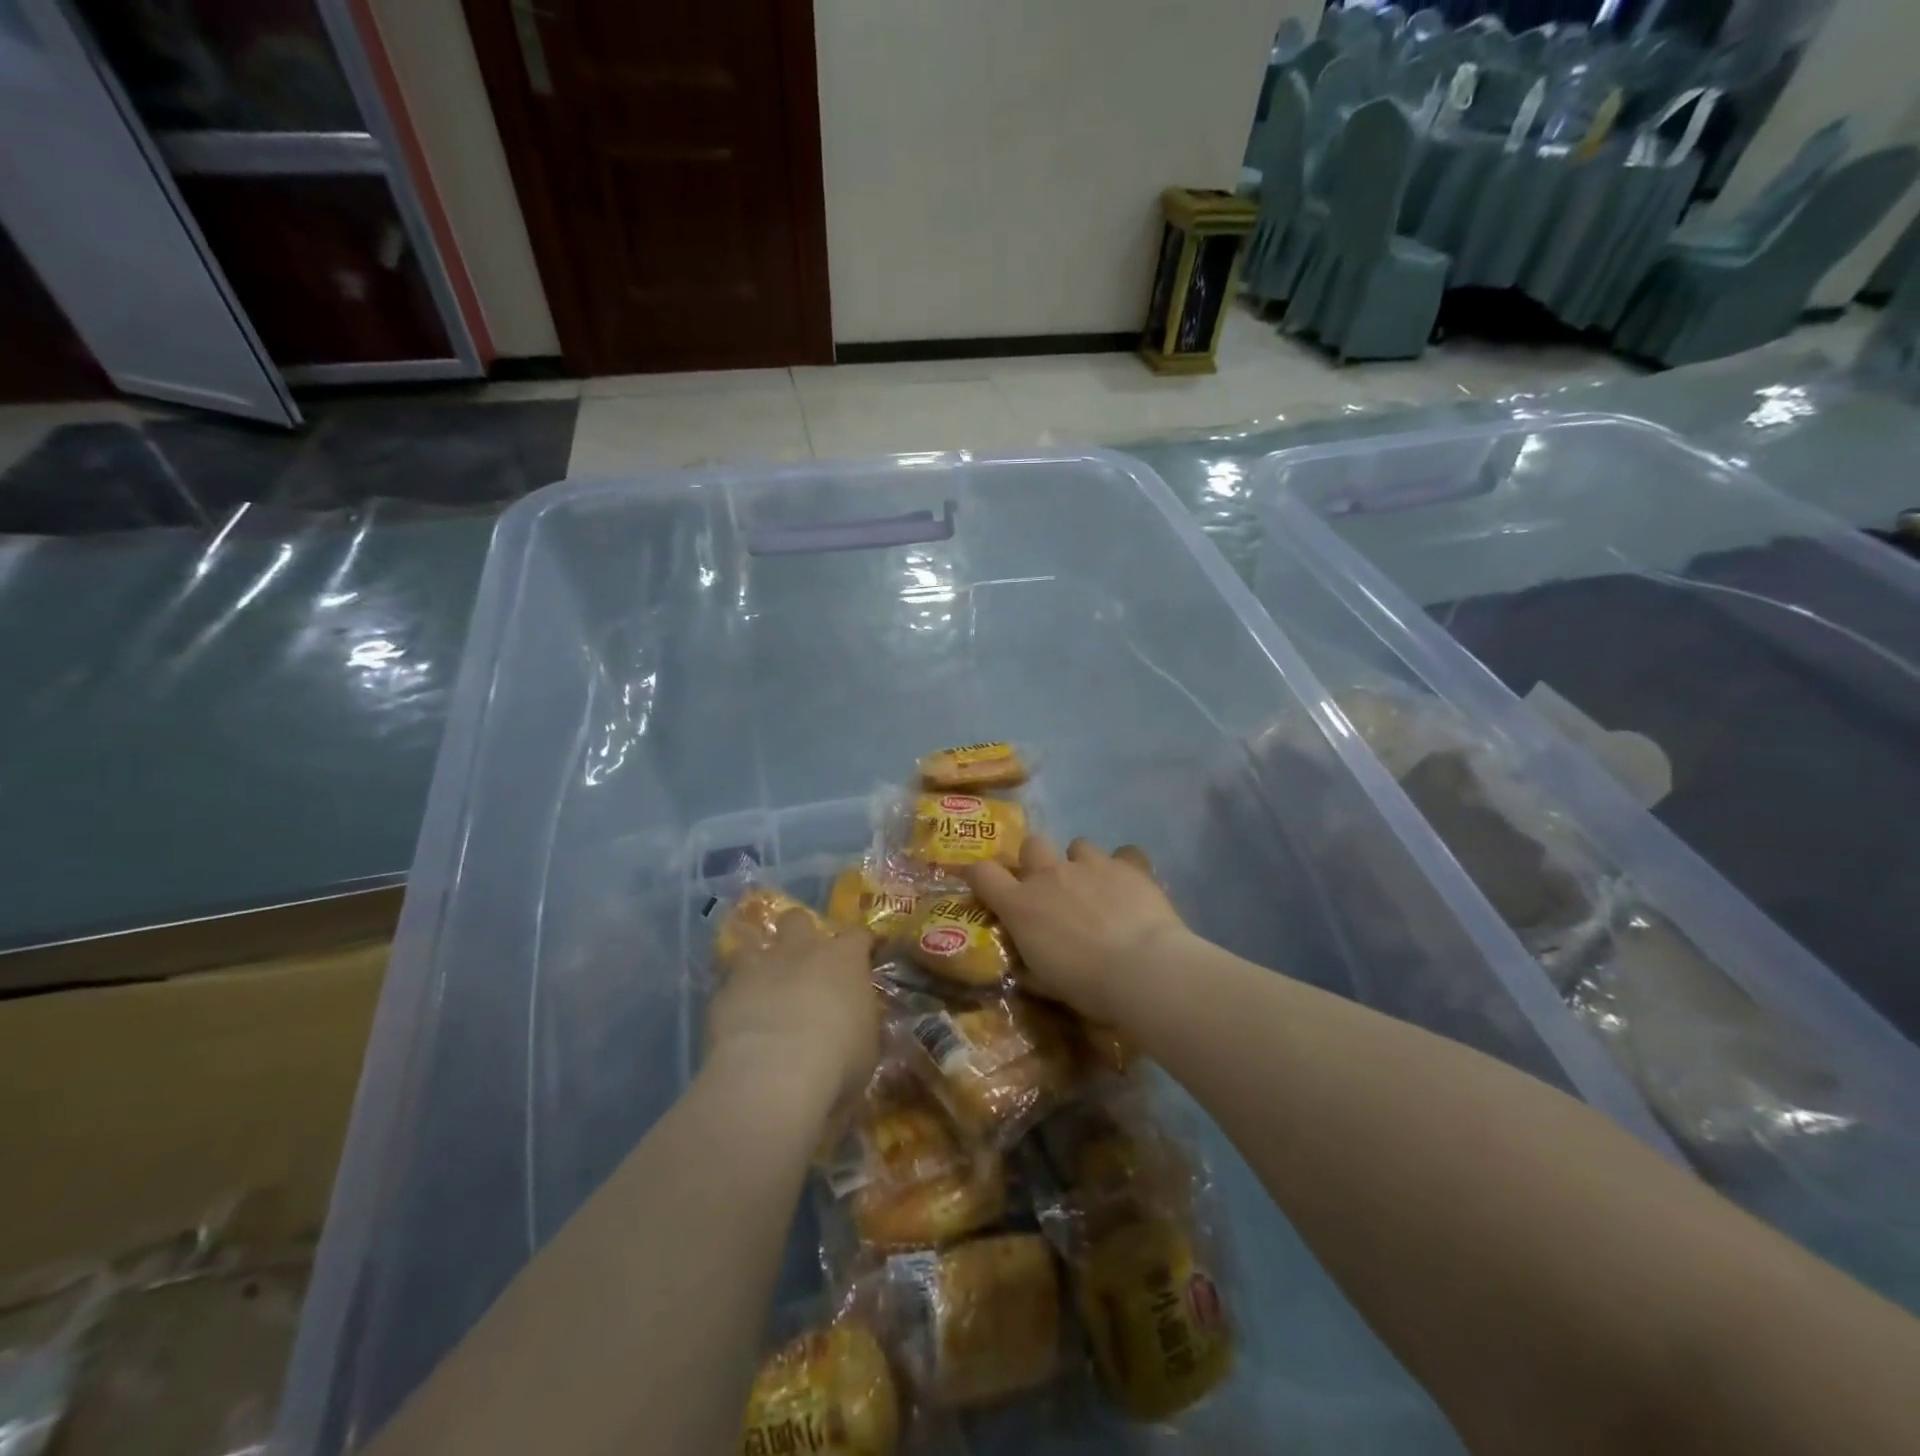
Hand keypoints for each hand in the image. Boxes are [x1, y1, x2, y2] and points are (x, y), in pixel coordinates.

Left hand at [707, 910, 878, 1109]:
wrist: (776, 1072)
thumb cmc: (838, 1058)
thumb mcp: (867, 1046)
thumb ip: (860, 1024)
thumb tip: (856, 1026)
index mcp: (844, 959)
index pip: (858, 936)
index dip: (858, 946)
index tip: (862, 957)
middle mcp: (801, 950)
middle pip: (798, 919)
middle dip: (799, 931)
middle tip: (802, 957)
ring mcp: (758, 966)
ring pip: (752, 943)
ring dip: (757, 958)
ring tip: (760, 981)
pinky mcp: (724, 991)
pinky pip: (727, 984)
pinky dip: (733, 996)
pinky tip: (736, 1016)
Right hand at [960, 837, 1188, 1022]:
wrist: (1142, 969)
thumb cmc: (1086, 985)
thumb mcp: (1046, 983)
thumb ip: (1029, 967)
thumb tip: (1023, 967)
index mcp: (1021, 904)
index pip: (983, 874)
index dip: (978, 873)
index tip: (981, 881)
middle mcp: (1050, 874)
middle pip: (1031, 845)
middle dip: (1037, 861)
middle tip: (1051, 887)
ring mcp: (1090, 864)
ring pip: (1078, 845)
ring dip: (1081, 863)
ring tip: (1096, 887)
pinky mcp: (1126, 864)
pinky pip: (1123, 853)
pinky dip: (1124, 866)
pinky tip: (1131, 885)